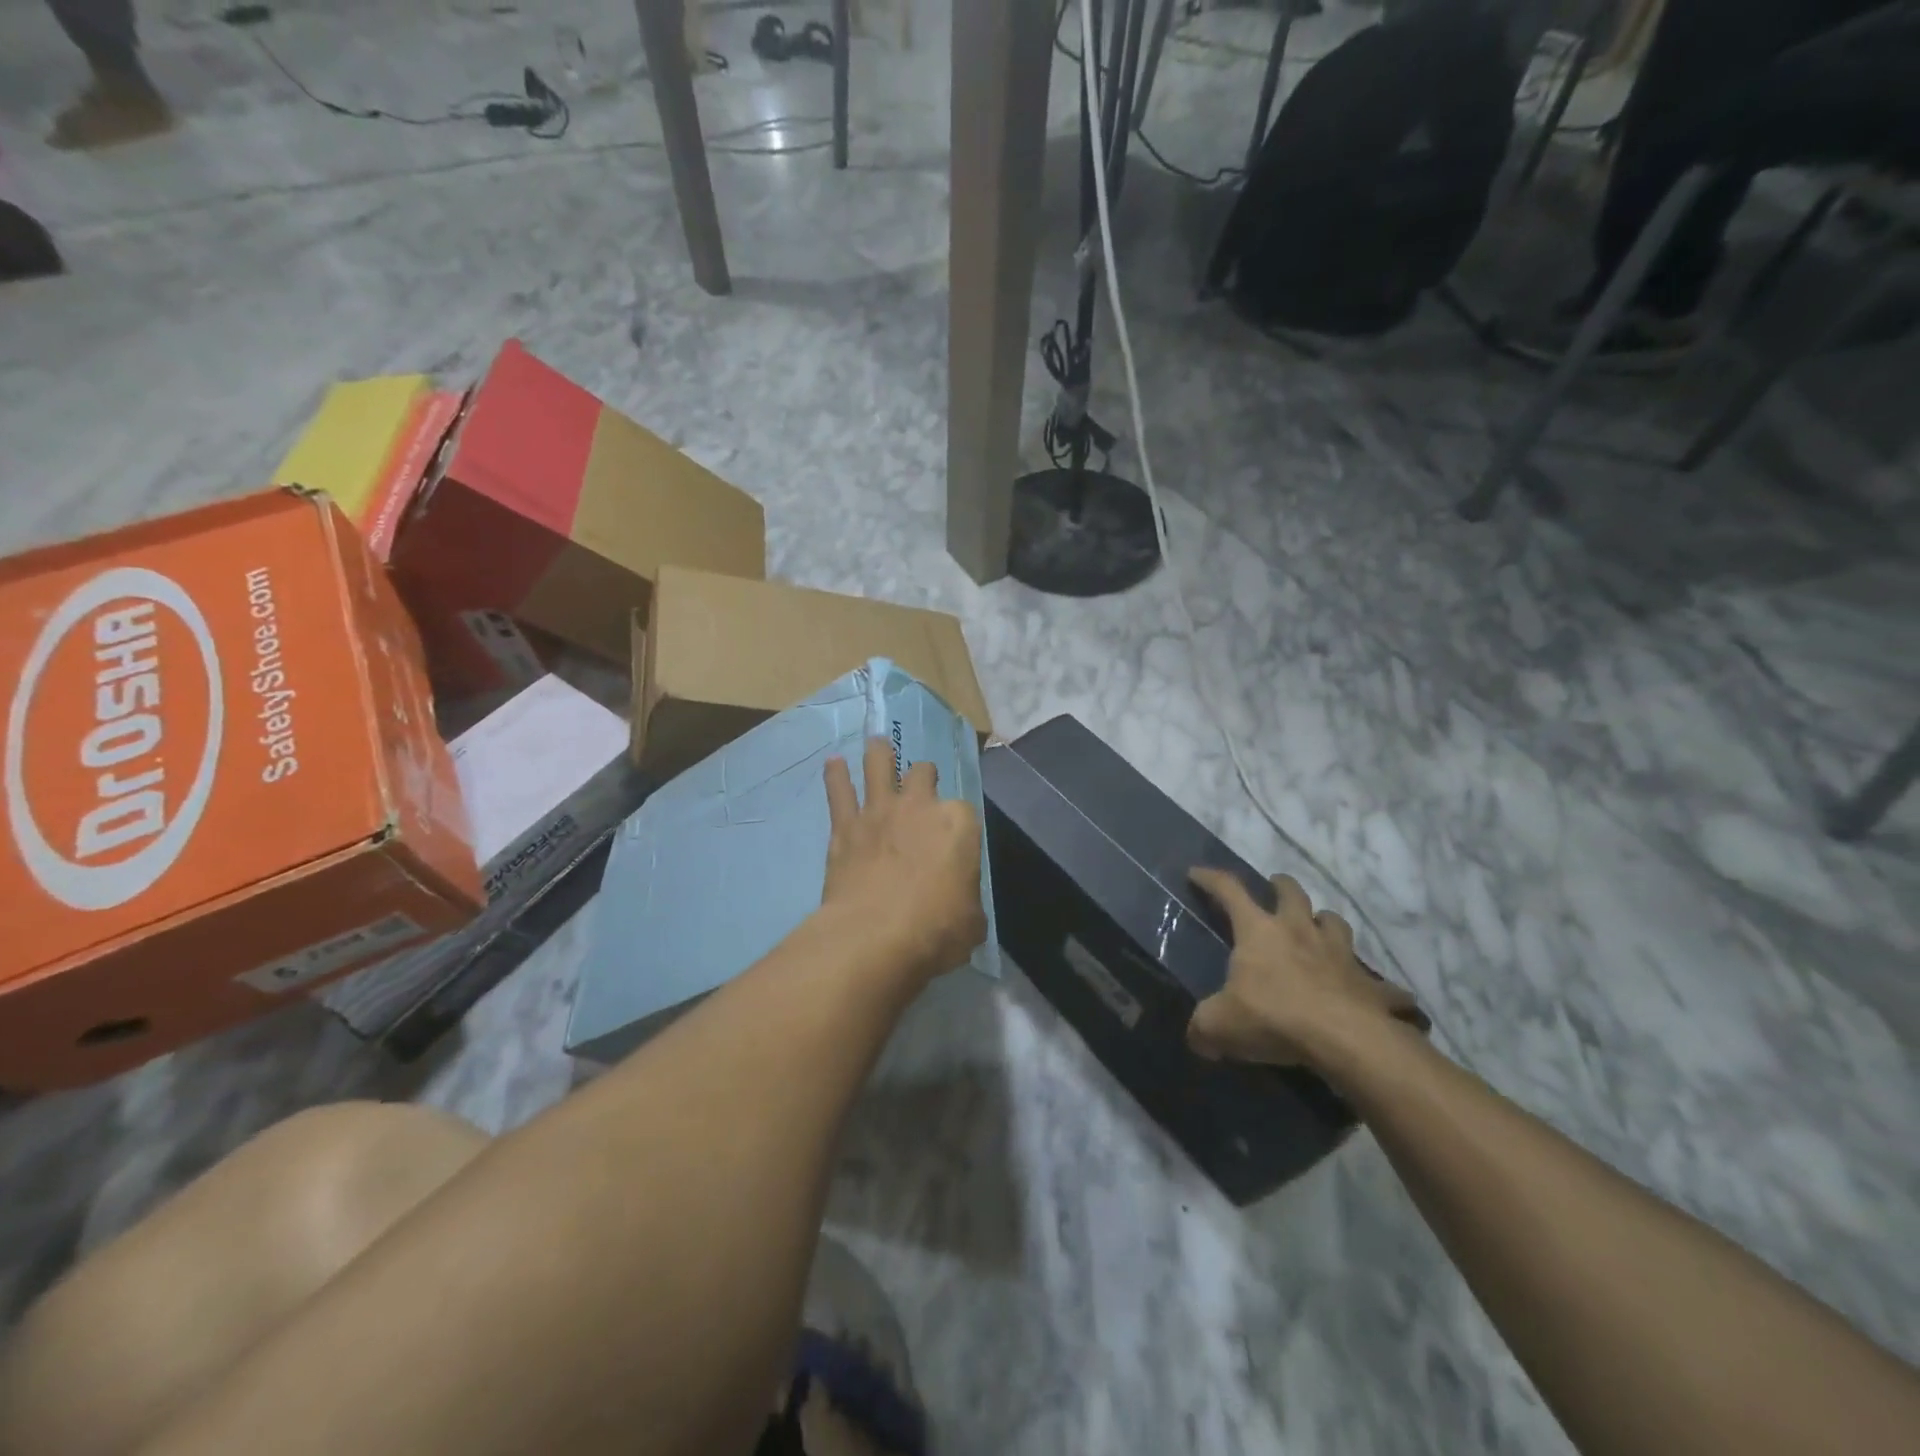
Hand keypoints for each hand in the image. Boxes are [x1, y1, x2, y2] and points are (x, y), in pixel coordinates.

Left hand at [821, 738, 986, 985]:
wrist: (874, 936)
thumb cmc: (935, 930)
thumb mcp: (971, 921)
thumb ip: (967, 901)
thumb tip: (960, 905)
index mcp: (958, 824)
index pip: (963, 811)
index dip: (957, 826)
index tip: (953, 842)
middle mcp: (920, 805)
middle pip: (923, 774)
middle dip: (924, 777)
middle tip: (921, 785)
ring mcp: (880, 810)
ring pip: (880, 764)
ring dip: (880, 753)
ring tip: (878, 745)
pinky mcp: (846, 825)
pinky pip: (839, 790)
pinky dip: (836, 775)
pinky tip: (833, 763)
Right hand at [1186, 868, 1424, 1070]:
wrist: (1344, 1039)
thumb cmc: (1274, 1017)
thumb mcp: (1220, 1025)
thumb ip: (1203, 1028)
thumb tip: (1197, 1039)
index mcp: (1259, 931)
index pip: (1230, 891)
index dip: (1211, 879)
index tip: (1197, 873)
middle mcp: (1299, 931)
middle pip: (1292, 893)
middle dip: (1282, 886)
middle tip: (1276, 888)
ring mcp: (1340, 954)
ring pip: (1335, 923)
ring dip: (1326, 923)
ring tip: (1320, 931)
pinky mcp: (1371, 985)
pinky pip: (1378, 983)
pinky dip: (1374, 987)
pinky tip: (1373, 996)